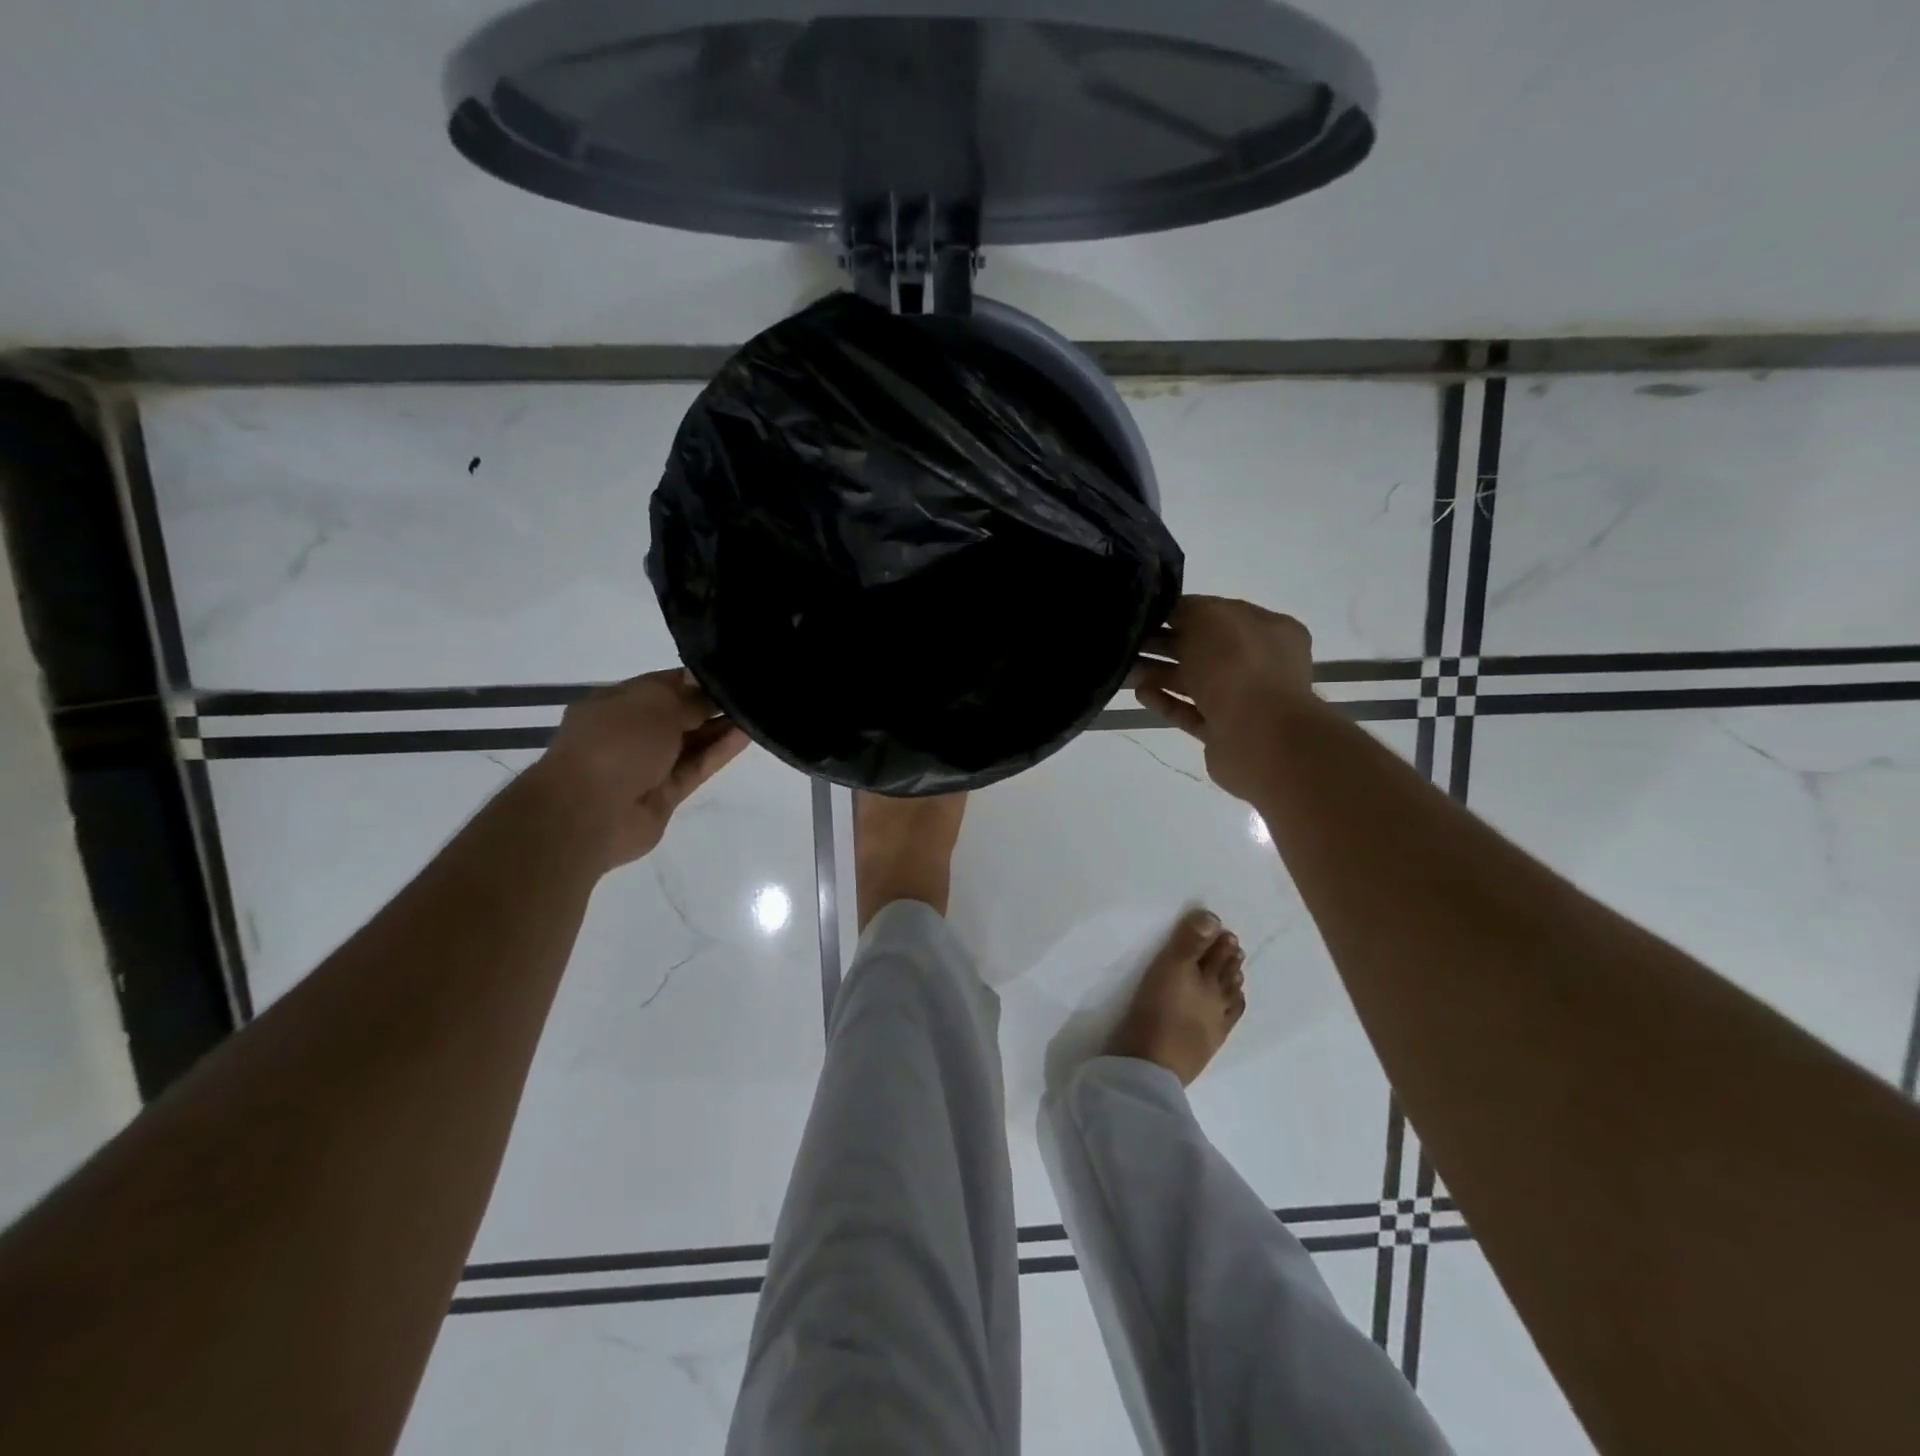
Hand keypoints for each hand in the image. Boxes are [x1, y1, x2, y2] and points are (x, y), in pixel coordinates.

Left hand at [525, 670, 749, 871]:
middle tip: (751, 691)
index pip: (663, 685)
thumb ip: (691, 698)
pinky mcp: (666, 794)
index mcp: (616, 703)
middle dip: (712, 703)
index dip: (696, 679)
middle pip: (680, 714)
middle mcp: (631, 732)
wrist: (590, 812)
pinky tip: (747, 735)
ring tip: (756, 711)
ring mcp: (648, 765)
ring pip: (692, 742)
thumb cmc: (615, 743)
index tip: (730, 672)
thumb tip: (712, 689)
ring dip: (721, 727)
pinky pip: (697, 767)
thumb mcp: (657, 705)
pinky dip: (719, 751)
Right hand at [1132, 596, 1318, 802]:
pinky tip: (1140, 694)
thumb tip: (1171, 612)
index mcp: (1269, 629)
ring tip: (1125, 669)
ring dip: (1160, 673)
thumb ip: (1187, 609)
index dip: (1184, 612)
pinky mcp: (1225, 732)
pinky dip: (1167, 702)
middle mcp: (1261, 663)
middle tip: (1129, 642)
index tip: (1149, 614)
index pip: (1221, 613)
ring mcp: (1244, 701)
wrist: (1258, 735)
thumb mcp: (1209, 617)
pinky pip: (1191, 712)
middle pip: (1205, 649)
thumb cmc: (1238, 664)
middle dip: (1166, 643)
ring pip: (1195, 681)